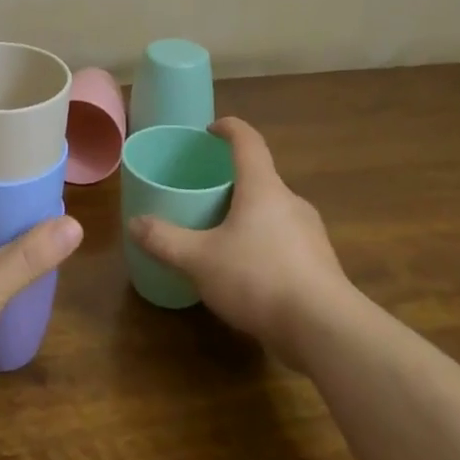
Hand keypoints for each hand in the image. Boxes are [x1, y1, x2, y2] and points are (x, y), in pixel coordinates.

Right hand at [127, 117, 354, 369]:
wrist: (324, 330)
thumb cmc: (258, 277)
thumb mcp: (199, 259)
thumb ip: (165, 240)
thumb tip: (135, 223)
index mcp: (263, 188)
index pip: (248, 142)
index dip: (229, 129)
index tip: (210, 130)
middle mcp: (291, 202)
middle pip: (260, 178)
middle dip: (232, 182)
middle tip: (203, 194)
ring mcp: (310, 234)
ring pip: (273, 213)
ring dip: (248, 216)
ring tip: (220, 235)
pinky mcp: (319, 265)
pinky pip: (284, 242)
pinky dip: (262, 245)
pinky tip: (245, 273)